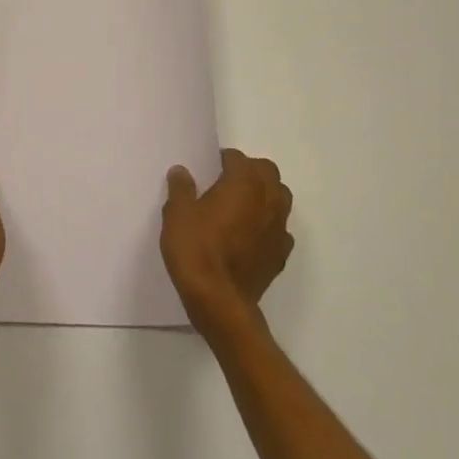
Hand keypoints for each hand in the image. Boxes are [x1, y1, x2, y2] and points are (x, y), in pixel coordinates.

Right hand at [161, 149, 293, 335]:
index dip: (221, 160)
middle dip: (250, 171)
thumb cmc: (196, 249)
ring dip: (264, 195)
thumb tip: (182, 171)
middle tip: (226, 183)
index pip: (237, 158)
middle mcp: (268, 199)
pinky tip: (249, 236)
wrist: (219, 300)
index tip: (207, 169)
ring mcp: (279, 228)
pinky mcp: (281, 254)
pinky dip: (267, 225)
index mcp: (243, 183)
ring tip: (240, 207)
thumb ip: (181, 188)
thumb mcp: (177, 214)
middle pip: (267, 172)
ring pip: (280, 198)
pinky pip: (279, 229)